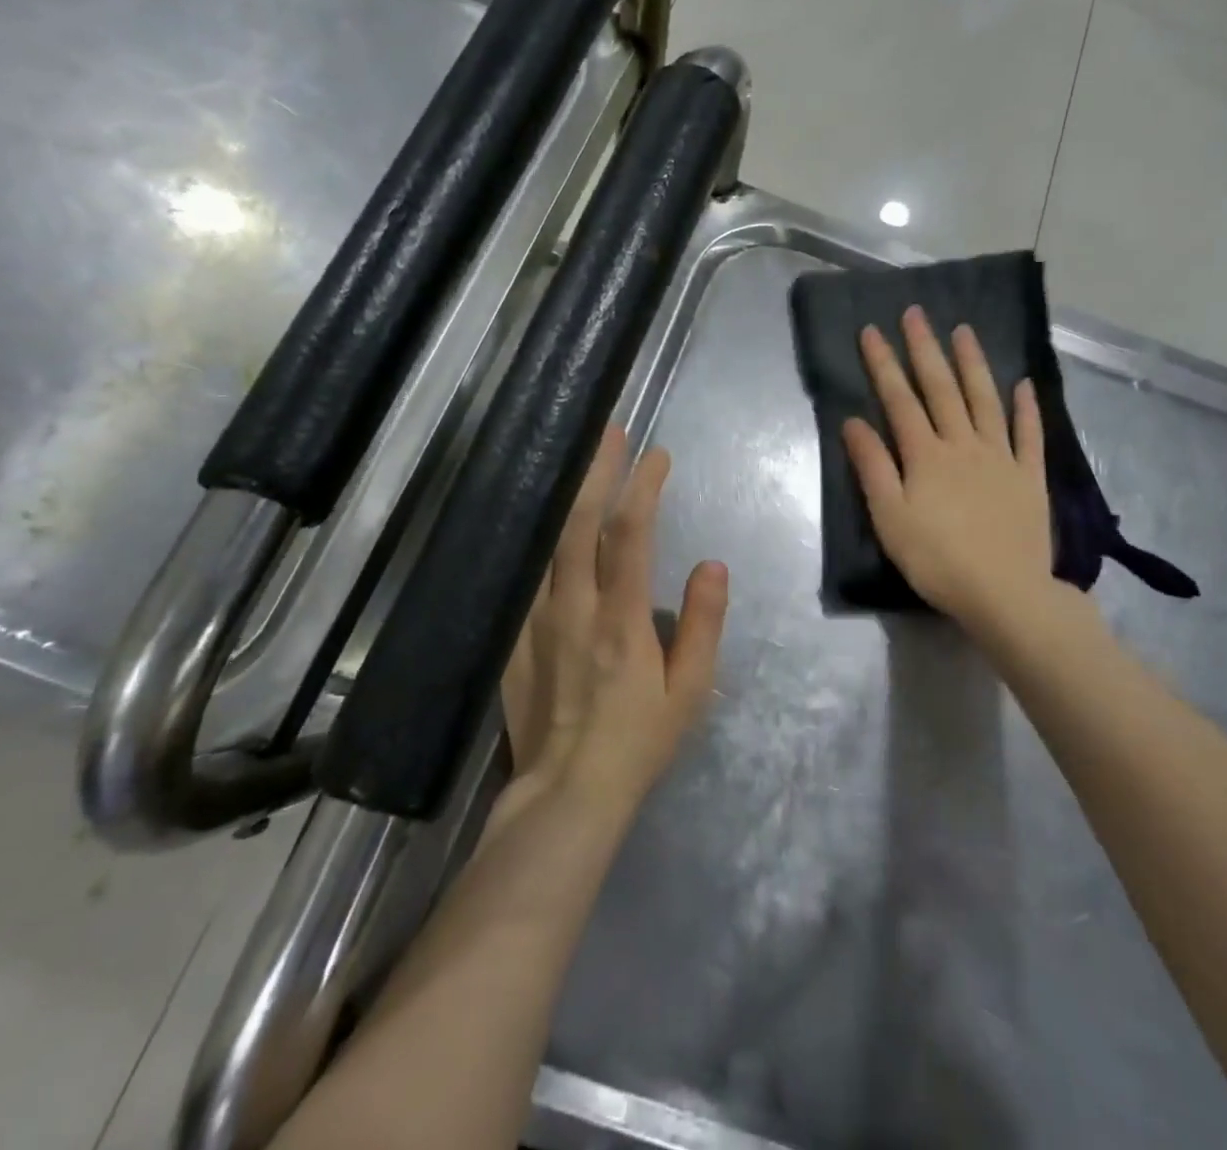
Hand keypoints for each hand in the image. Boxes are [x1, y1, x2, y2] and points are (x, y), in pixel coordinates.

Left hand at [500, 427, 727, 817]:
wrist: (567, 792)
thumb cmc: (639, 741)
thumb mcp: (690, 691)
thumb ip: (703, 624)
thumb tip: (712, 565)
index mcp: (621, 619)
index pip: (630, 535)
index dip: (643, 488)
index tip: (657, 456)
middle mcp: (573, 608)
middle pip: (579, 524)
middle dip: (597, 472)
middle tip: (609, 433)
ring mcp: (535, 621)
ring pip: (546, 542)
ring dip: (565, 495)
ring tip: (578, 461)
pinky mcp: (514, 638)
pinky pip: (525, 574)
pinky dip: (537, 538)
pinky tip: (543, 519)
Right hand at [842, 307, 1060, 634]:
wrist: (1004, 593)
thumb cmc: (937, 559)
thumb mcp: (890, 517)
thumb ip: (873, 466)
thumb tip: (853, 421)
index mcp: (926, 455)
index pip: (900, 400)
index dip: (884, 364)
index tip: (872, 330)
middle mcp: (964, 445)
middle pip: (942, 389)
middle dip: (926, 349)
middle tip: (916, 313)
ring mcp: (1001, 457)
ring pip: (985, 400)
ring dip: (973, 364)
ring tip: (964, 331)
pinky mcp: (1029, 477)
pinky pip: (1029, 434)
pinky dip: (1026, 408)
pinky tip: (1023, 384)